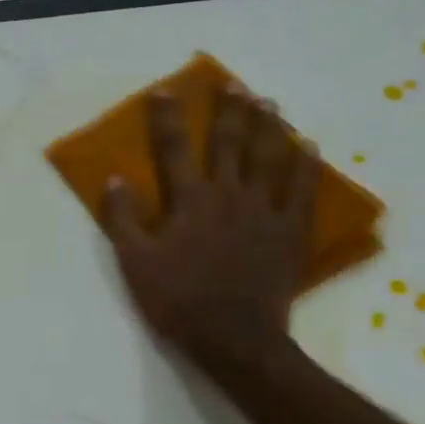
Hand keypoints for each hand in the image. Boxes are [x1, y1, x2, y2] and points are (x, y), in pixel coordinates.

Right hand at [103, 84, 317, 376]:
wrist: (235, 338)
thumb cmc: (178, 299)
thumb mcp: (135, 262)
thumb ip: (123, 219)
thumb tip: (115, 179)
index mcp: (190, 200)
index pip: (174, 149)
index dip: (168, 118)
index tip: (166, 91)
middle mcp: (229, 195)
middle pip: (230, 144)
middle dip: (229, 111)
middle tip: (234, 85)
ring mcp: (265, 212)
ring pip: (270, 159)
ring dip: (269, 128)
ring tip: (270, 103)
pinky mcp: (290, 232)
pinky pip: (302, 191)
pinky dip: (306, 167)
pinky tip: (309, 148)